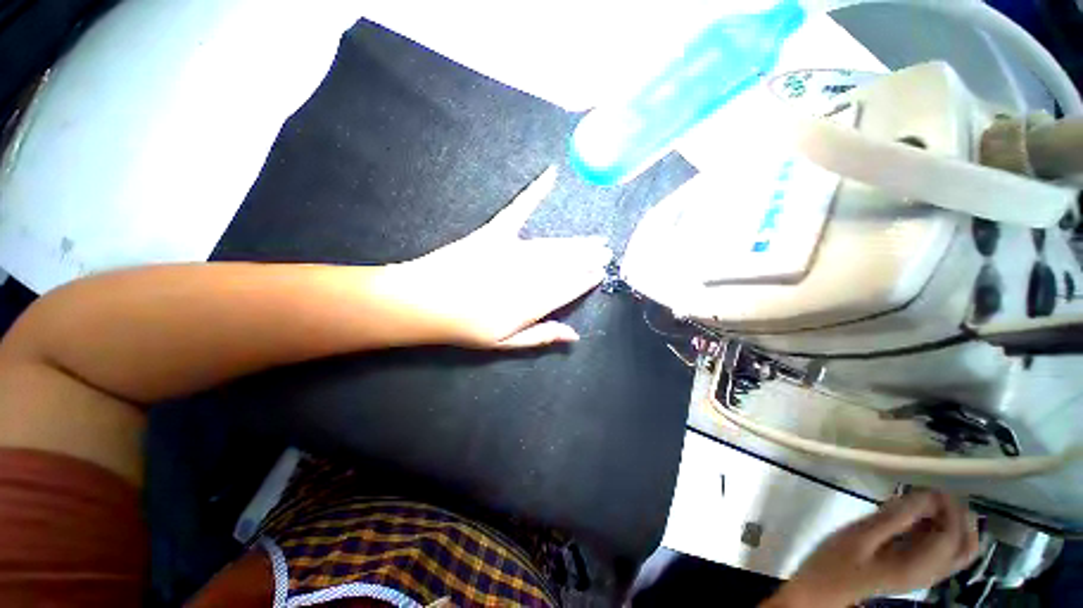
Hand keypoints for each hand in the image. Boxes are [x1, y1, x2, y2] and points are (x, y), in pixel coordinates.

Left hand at [380, 167, 612, 348]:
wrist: (424, 303)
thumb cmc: (464, 327)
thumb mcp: (504, 343)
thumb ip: (540, 336)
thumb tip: (575, 335)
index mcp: (531, 304)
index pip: (567, 289)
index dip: (585, 280)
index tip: (600, 272)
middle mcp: (528, 275)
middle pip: (565, 266)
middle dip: (587, 259)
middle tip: (606, 251)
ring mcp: (512, 251)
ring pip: (553, 246)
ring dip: (576, 242)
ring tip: (594, 239)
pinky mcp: (495, 232)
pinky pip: (520, 209)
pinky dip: (536, 192)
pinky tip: (551, 176)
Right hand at [766, 491, 979, 606]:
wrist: (823, 588)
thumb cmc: (836, 560)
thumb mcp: (859, 536)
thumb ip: (894, 518)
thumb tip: (924, 495)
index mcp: (918, 567)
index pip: (951, 537)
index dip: (949, 508)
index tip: (929, 485)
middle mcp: (930, 572)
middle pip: (966, 547)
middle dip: (961, 517)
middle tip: (939, 493)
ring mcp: (924, 573)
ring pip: (957, 548)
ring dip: (952, 521)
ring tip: (928, 500)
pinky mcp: (915, 569)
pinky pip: (941, 548)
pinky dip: (939, 528)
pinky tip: (917, 515)